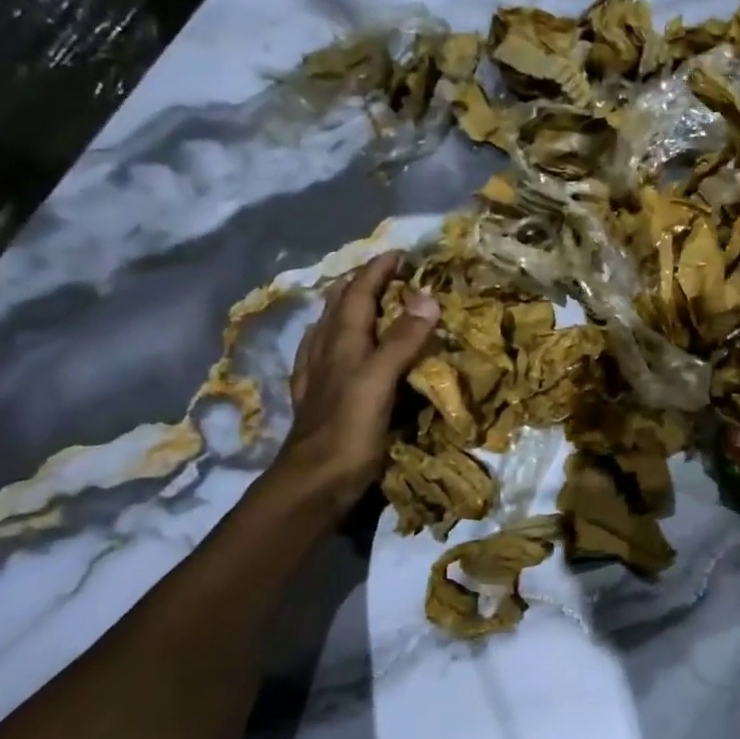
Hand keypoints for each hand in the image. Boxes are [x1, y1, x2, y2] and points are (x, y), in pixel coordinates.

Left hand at [268, 252, 438, 509]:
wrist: (312, 485)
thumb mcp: (379, 381)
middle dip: (361, 284)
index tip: (400, 253)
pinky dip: (340, 340)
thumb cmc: (349, 431)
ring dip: (348, 309)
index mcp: (341, 342)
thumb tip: (427, 297)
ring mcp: (317, 377)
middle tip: (387, 275)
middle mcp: (325, 352)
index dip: (377, 271)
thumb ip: (402, 340)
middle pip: (339, 306)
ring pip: (329, 329)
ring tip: (367, 304)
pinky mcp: (318, 400)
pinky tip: (341, 351)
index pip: (358, 293)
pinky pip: (326, 356)